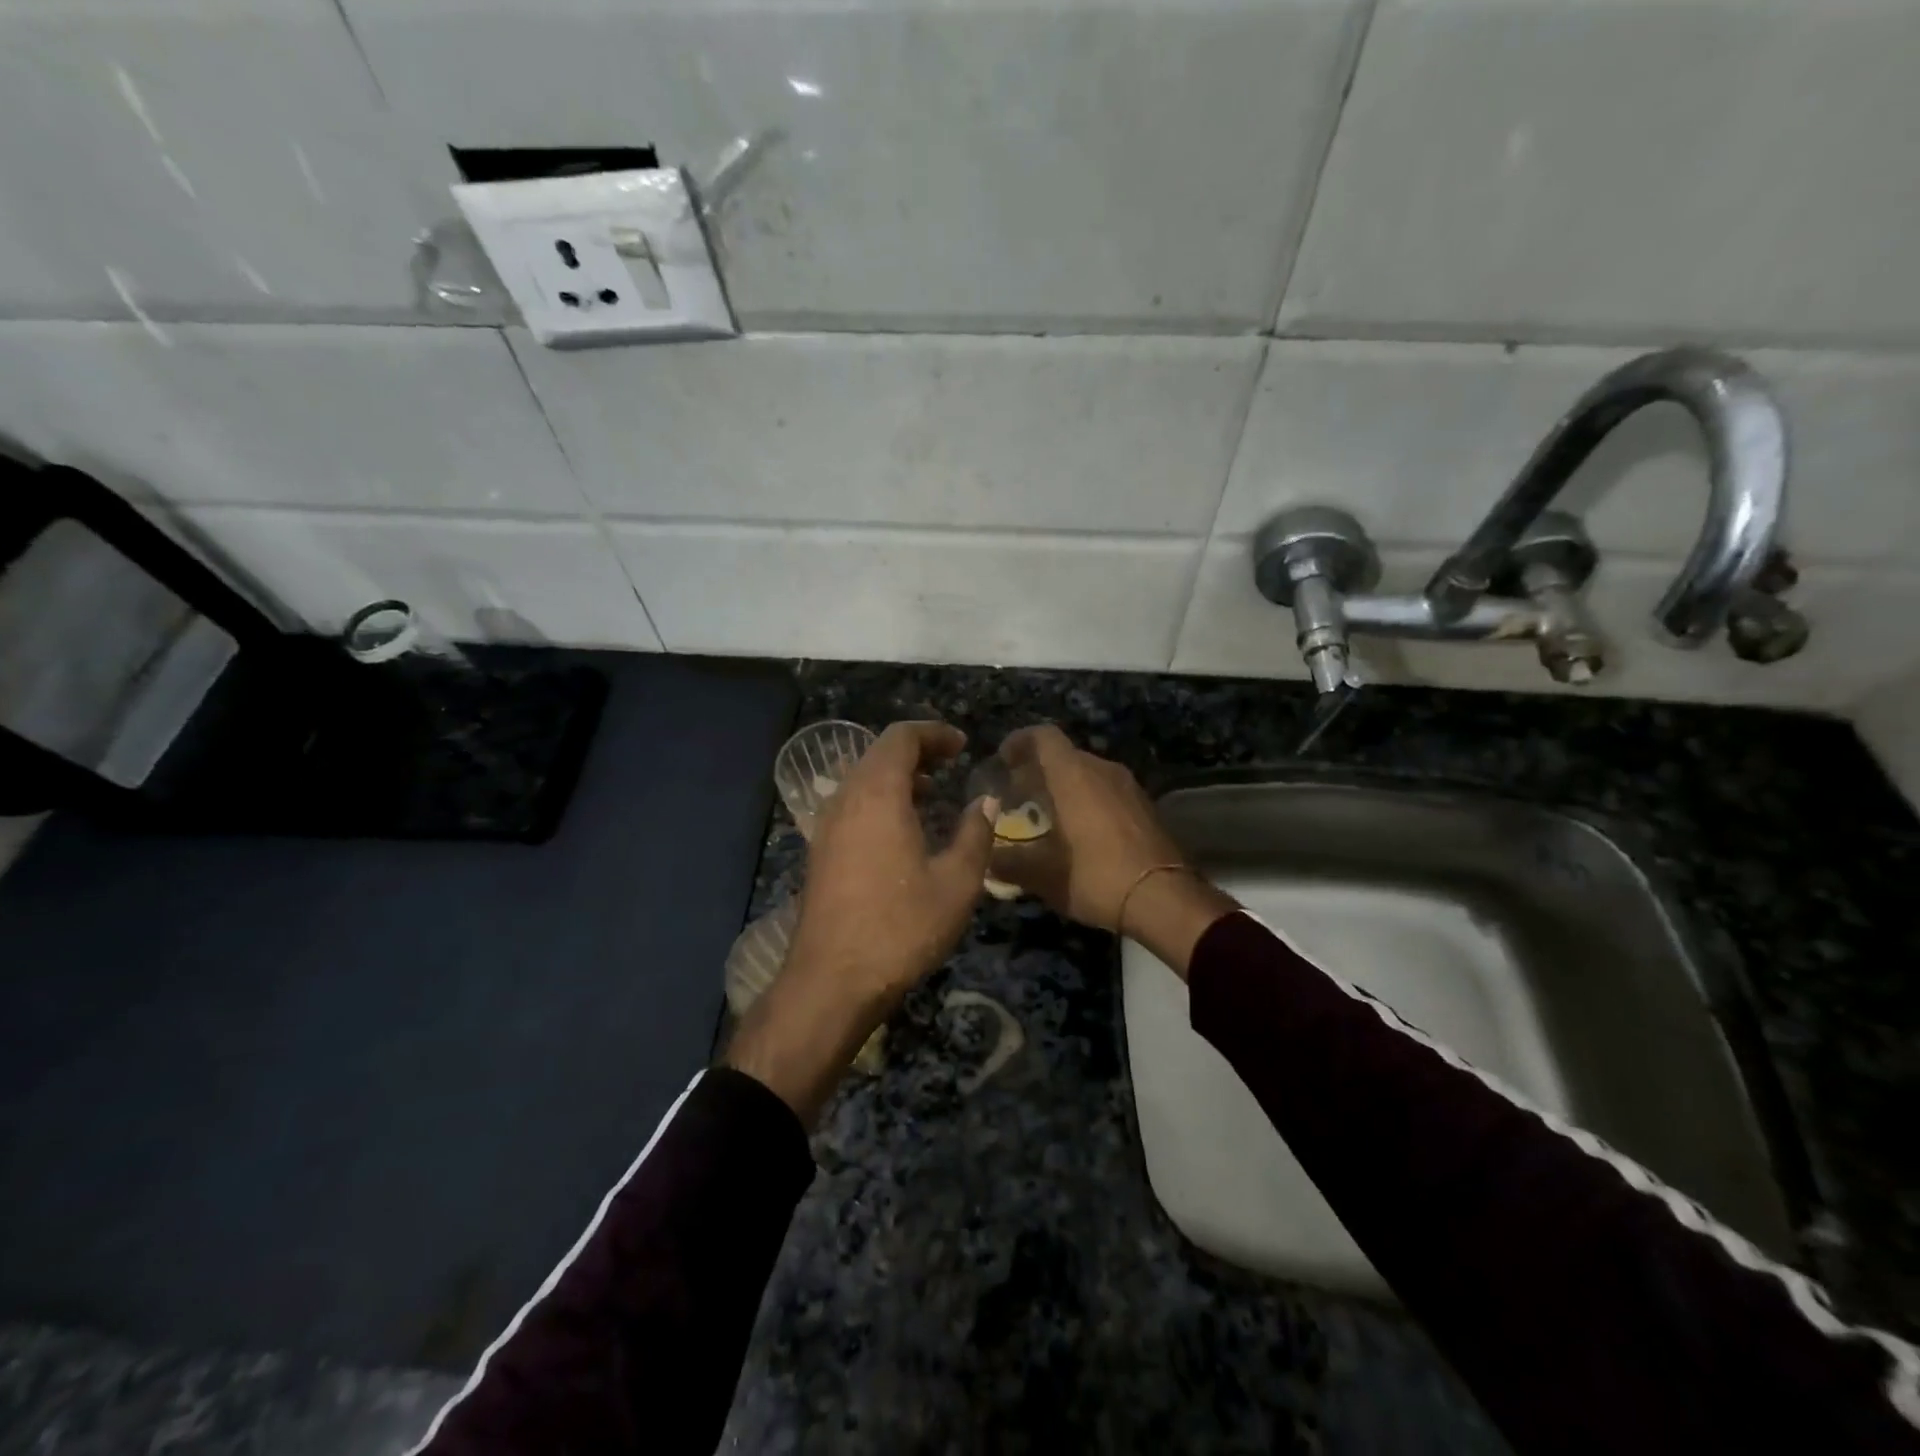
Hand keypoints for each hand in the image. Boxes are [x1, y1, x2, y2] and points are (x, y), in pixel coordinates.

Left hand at [726, 721, 996, 1123]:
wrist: (832, 981)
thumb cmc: (901, 927)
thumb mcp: (957, 883)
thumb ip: (975, 833)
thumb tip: (987, 800)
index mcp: (878, 794)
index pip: (901, 738)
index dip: (934, 734)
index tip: (963, 746)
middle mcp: (845, 800)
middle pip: (879, 753)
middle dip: (917, 751)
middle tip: (951, 764)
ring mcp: (826, 826)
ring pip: (862, 779)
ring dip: (897, 776)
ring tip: (932, 793)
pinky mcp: (820, 852)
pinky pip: (852, 805)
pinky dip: (880, 799)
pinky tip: (903, 830)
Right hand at [990, 725, 1236, 975]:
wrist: (1165, 898)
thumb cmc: (1096, 876)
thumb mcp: (1043, 875)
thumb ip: (1009, 863)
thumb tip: (988, 860)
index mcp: (1073, 775)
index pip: (1043, 736)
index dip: (1019, 741)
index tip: (1003, 760)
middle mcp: (1102, 770)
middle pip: (1064, 755)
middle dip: (1037, 770)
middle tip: (1016, 795)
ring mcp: (1127, 786)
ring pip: (1086, 773)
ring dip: (1063, 786)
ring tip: (1044, 815)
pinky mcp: (1144, 806)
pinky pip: (1105, 790)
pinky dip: (1086, 800)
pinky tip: (1077, 832)